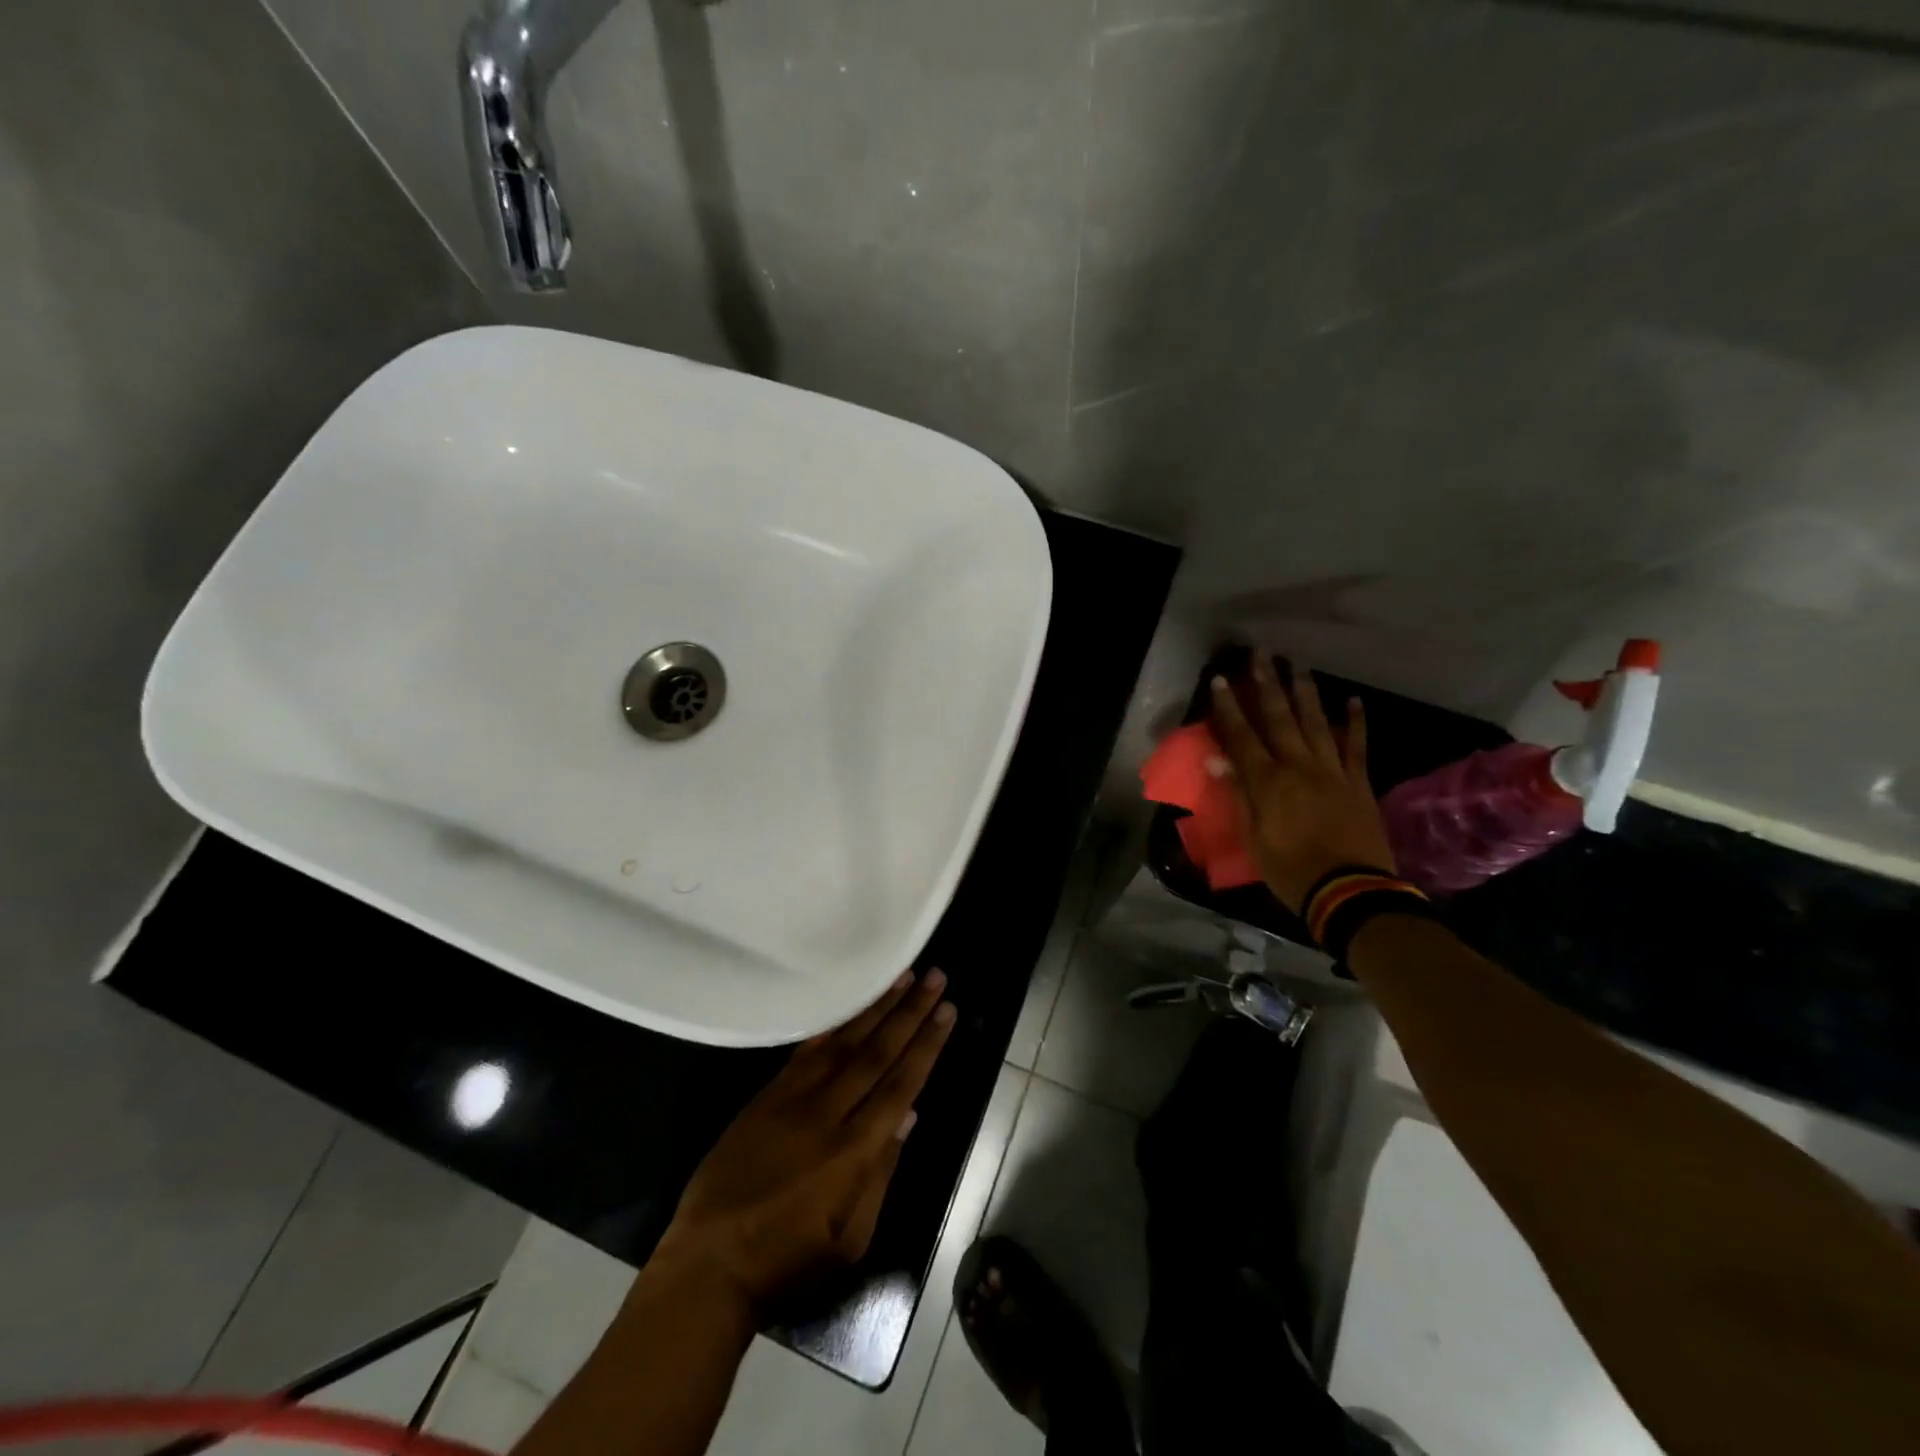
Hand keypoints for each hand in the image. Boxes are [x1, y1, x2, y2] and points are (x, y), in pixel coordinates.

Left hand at [652, 970, 955, 1313]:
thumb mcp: (849, 1240)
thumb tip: (908, 1117)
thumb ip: (881, 1175)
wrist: (708, 1264)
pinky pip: (807, 1049)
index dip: (926, 1045)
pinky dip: (833, 1024)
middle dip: (910, 1012)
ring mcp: (793, 1099)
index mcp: (853, 1152)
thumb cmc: (787, 1262)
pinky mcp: (767, 1095)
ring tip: (903, 976)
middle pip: (877, 1052)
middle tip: (935, 978)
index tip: (947, 1011)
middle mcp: (827, 1114)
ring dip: (876, 1006)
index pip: (901, 1085)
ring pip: (844, 1042)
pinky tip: (851, 1003)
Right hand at [1210, 655, 1395, 913]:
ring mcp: (1332, 771)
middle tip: (1261, 654)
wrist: (1351, 892)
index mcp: (1267, 782)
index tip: (1221, 680)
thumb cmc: (1290, 870)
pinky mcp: (1358, 782)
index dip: (1230, 708)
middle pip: (1279, 718)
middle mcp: (1298, 766)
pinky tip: (1352, 700)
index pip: (1242, 736)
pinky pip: (1356, 746)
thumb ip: (1239, 795)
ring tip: (1296, 664)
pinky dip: (1355, 722)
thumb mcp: (1253, 838)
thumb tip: (1219, 759)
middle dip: (1267, 684)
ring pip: (1316, 723)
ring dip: (1304, 692)